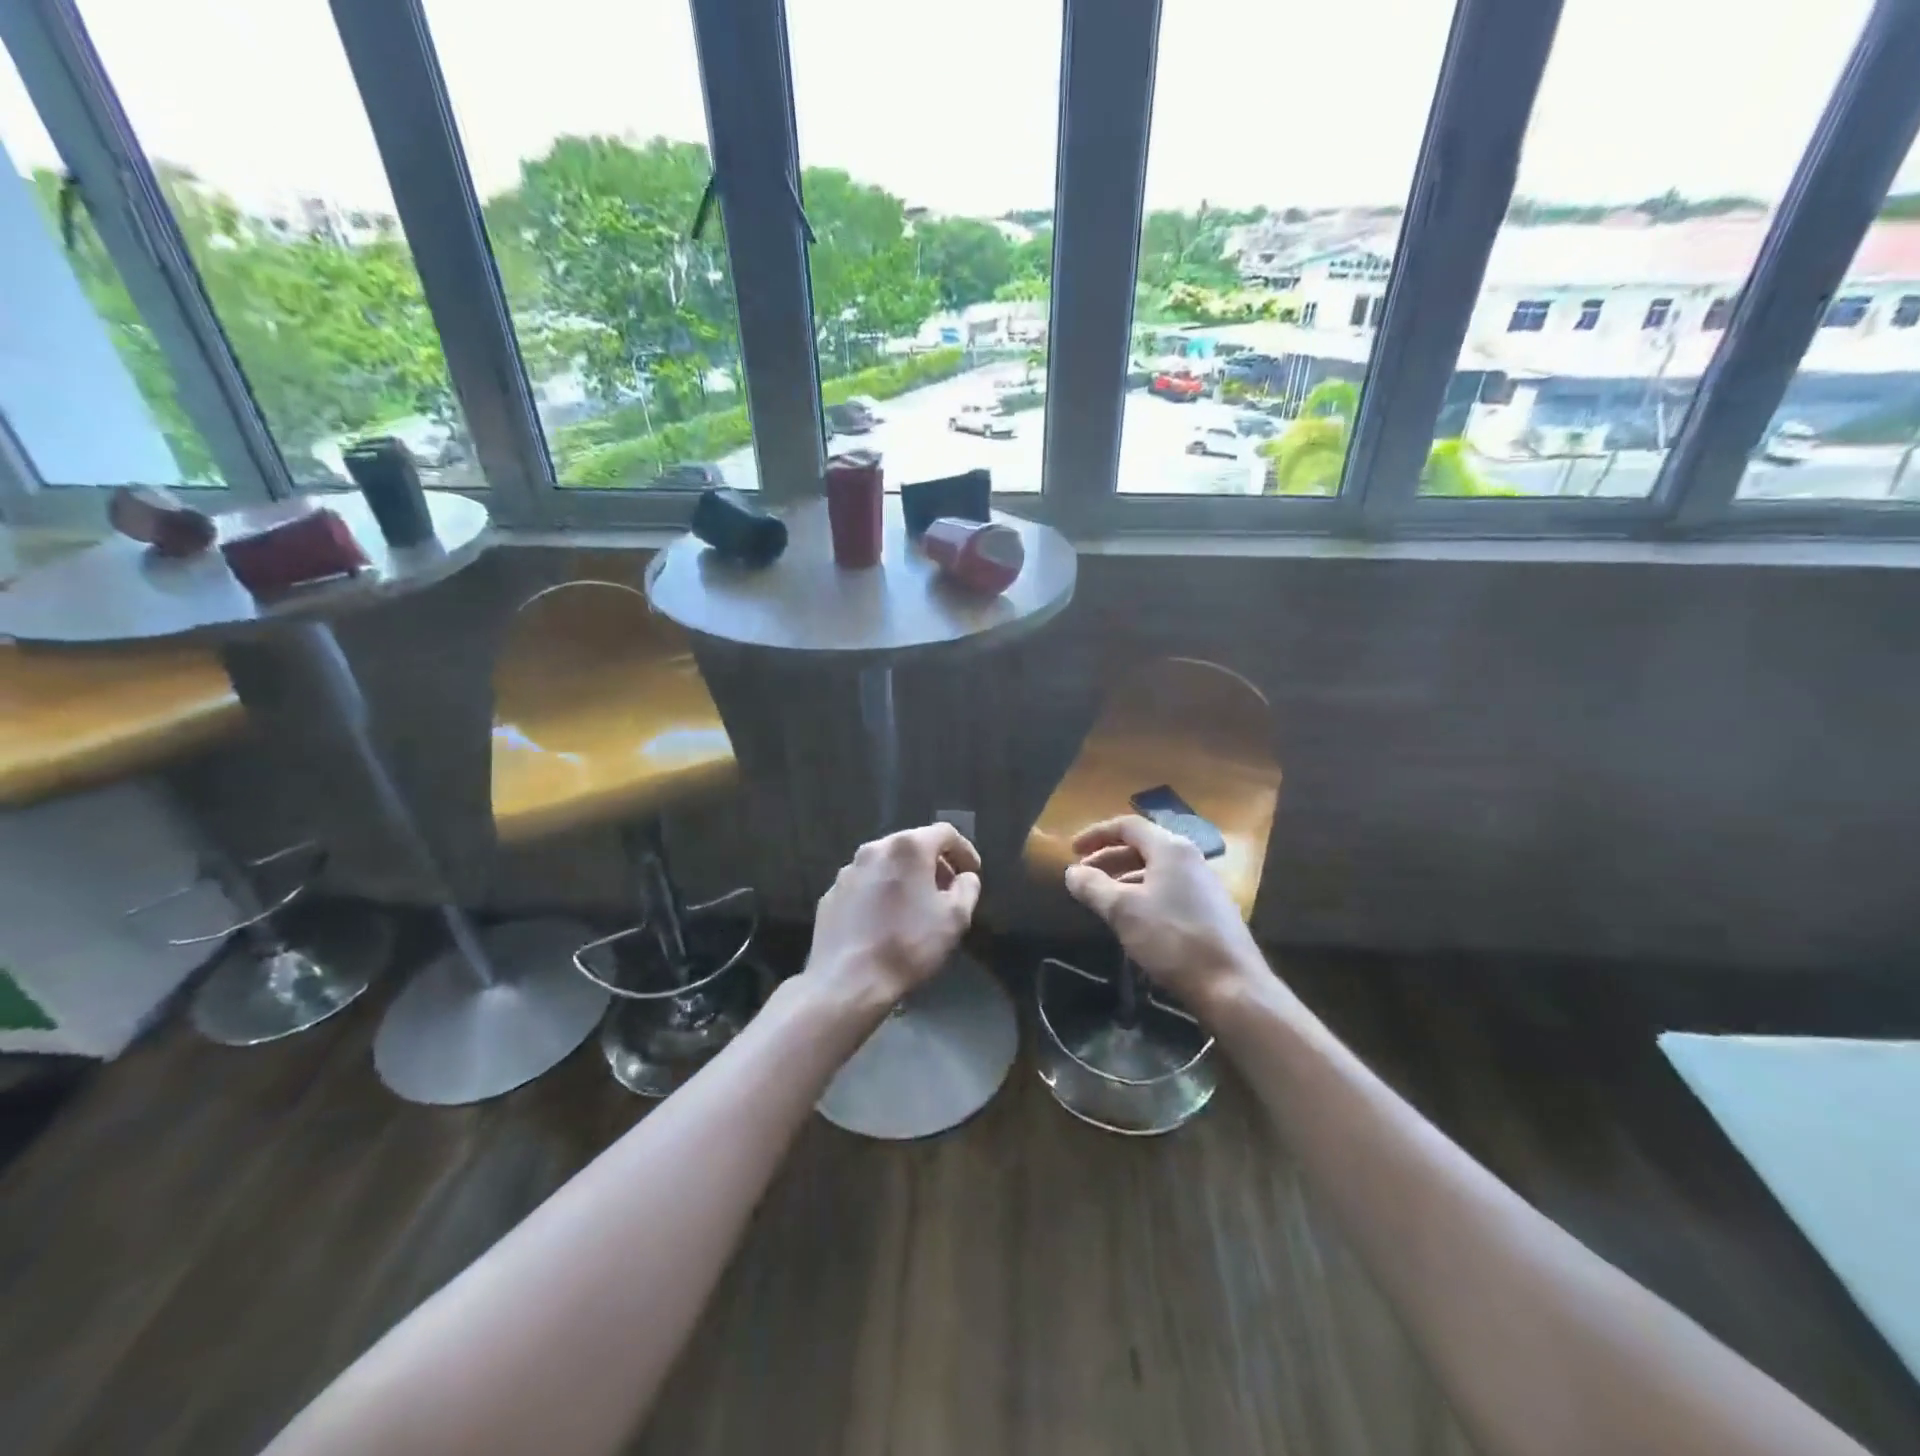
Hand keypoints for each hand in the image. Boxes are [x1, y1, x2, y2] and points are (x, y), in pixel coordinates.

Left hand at [806, 823, 982, 1011]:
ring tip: (916, 907)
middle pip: (913, 845)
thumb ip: (967, 888)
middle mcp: (875, 849)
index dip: (964, 851)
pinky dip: (881, 893)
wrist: (847, 981)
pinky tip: (886, 921)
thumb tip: (964, 877)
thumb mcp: (956, 918)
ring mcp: (848, 871)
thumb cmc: (908, 945)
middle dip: (935, 863)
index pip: (945, 833)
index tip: (973, 873)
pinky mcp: (831, 894)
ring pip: (886, 864)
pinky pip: (865, 885)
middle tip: (948, 890)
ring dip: (906, 877)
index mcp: (908, 848)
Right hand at [1063, 815, 1265, 1013]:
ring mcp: (1203, 885)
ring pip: (1155, 870)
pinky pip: (1168, 889)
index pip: (1127, 826)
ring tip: (1101, 899)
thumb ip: (1093, 886)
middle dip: (1108, 858)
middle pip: (1142, 846)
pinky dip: (1143, 894)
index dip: (1096, 834)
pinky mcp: (1210, 910)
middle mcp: (1190, 859)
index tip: (1072, 851)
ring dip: (1124, 878)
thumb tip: (1071, 872)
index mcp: (1171, 849)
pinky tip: (1132, 919)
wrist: (1232, 986)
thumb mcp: (1123, 911)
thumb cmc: (1173, 939)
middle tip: (1082, 876)